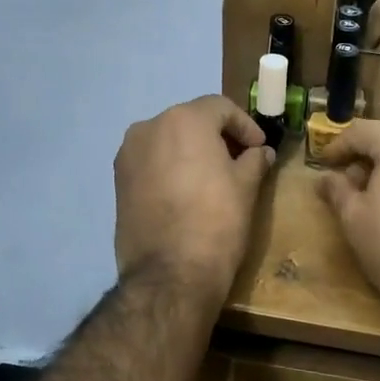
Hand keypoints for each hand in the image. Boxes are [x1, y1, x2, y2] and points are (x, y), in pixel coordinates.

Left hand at [114, 96, 274, 300]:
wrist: (169, 273)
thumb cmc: (216, 222)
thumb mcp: (246, 187)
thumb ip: (255, 160)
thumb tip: (261, 152)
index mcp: (184, 120)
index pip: (221, 108)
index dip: (246, 126)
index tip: (260, 148)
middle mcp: (149, 127)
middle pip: (191, 121)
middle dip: (217, 137)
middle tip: (239, 161)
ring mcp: (128, 154)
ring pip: (168, 141)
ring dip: (191, 152)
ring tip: (212, 178)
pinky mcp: (118, 181)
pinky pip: (151, 163)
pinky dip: (170, 168)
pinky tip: (186, 193)